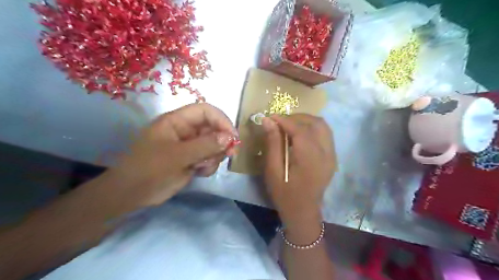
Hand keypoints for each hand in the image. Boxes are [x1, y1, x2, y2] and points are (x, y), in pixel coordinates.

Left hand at [106, 103, 236, 207]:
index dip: (221, 120)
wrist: (131, 195)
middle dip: (221, 142)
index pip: (205, 111)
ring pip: (214, 145)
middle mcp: (185, 130)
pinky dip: (209, 165)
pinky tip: (199, 173)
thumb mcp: (177, 156)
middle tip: (228, 155)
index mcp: (177, 121)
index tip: (233, 137)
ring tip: (202, 167)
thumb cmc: (149, 170)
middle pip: (213, 128)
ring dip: (214, 156)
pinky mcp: (191, 159)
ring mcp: (189, 145)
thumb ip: (205, 146)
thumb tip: (230, 137)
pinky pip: (209, 158)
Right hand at [261, 115, 334, 231]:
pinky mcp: (332, 157)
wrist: (303, 212)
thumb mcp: (273, 170)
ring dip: (306, 121)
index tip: (270, 116)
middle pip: (316, 123)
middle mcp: (326, 153)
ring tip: (289, 125)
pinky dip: (312, 128)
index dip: (285, 120)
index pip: (300, 129)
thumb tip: (268, 121)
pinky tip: (300, 134)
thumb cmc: (284, 194)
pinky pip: (325, 134)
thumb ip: (273, 144)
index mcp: (310, 159)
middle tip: (280, 121)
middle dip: (297, 117)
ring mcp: (332, 155)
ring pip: (323, 126)